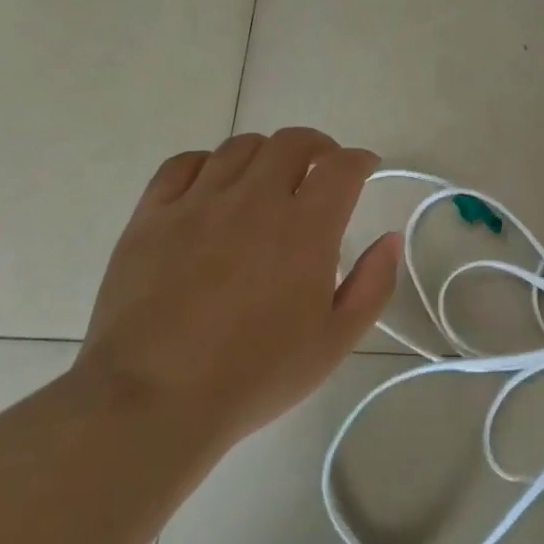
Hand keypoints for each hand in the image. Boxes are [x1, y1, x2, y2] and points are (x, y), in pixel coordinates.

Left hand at [76, 128, 402, 446]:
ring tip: (269, 177)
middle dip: (317, 146)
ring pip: (239, 147)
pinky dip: (208, 163)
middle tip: (321, 168)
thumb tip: (391, 239)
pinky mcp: (152, 216)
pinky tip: (212, 185)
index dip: (360, 160)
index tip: (365, 168)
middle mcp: (254, 201)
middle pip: (291, 142)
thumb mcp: (335, 342)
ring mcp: (198, 204)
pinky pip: (182, 164)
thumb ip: (373, 285)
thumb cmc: (255, 375)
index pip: (342, 167)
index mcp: (305, 229)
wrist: (153, 401)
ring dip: (266, 154)